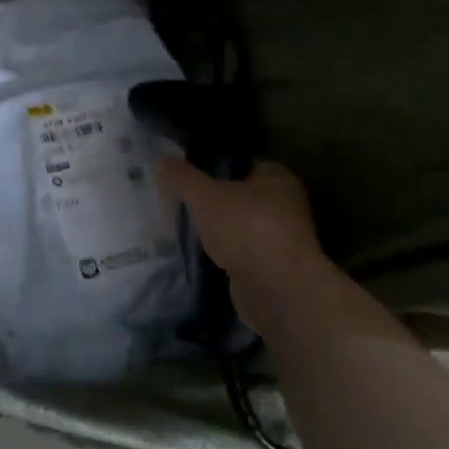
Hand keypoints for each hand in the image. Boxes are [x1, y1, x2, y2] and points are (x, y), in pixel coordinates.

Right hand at [157, 158, 339, 342]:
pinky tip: (204, 256)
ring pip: (243, 227)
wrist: (276, 288)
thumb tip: (162, 160)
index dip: (219, 166)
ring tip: (189, 229)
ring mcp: (283, 239)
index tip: (192, 174)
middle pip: (244, 196)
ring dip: (222, 230)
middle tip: (185, 202)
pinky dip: (227, 254)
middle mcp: (287, 204)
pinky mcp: (274, 268)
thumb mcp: (204, 196)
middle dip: (217, 201)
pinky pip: (244, 253)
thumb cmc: (246, 227)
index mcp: (278, 177)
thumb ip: (183, 178)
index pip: (246, 163)